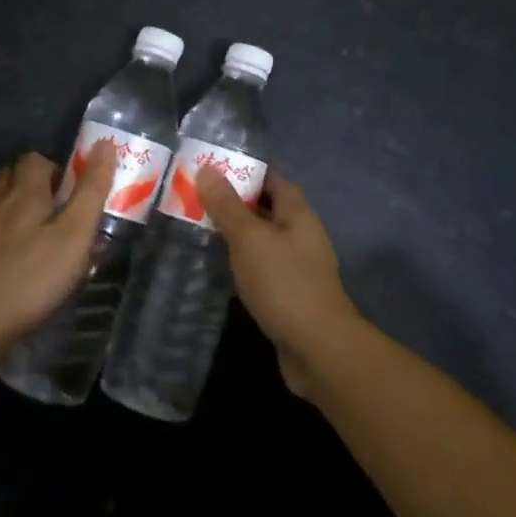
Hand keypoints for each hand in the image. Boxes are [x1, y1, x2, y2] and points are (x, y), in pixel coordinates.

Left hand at [0, 144, 117, 351]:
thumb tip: (104, 143)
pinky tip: (14, 257)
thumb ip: (91, 189)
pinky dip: (2, 233)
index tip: (73, 191)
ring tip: (38, 232)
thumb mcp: (75, 233)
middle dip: (35, 185)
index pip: (36, 158)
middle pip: (13, 176)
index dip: (56, 167)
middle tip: (59, 210)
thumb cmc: (33, 275)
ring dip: (16, 207)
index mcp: (25, 192)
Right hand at [198, 169, 361, 397]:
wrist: (318, 348)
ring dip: (237, 235)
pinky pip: (263, 267)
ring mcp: (298, 265)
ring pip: (263, 239)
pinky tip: (221, 269)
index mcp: (297, 212)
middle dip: (235, 202)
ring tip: (200, 230)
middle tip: (197, 199)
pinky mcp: (291, 294)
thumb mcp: (249, 238)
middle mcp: (301, 233)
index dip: (245, 170)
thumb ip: (227, 206)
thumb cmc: (284, 282)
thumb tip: (207, 169)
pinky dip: (243, 263)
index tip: (212, 168)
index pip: (272, 178)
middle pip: (266, 207)